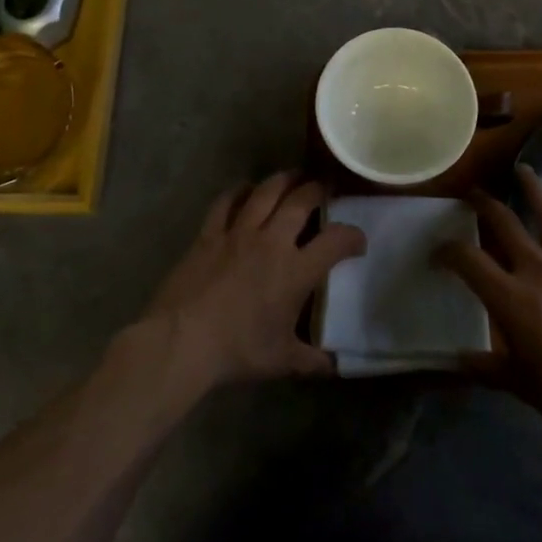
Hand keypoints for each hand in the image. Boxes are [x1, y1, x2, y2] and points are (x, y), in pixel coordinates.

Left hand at [138, 172, 365, 389]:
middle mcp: (271, 241)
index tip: (358, 241)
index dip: (353, 236)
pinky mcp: (209, 233)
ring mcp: (238, 232)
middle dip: (317, 190)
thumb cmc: (238, 350)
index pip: (336, 241)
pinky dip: (239, 191)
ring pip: (266, 193)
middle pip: (301, 201)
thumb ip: (311, 360)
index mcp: (296, 270)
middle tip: (325, 187)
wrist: (183, 340)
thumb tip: (334, 365)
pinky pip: (226, 202)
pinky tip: (245, 188)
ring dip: (283, 180)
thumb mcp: (282, 361)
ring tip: (293, 176)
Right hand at [438, 165, 541, 442]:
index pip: (468, 260)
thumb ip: (485, 367)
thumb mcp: (518, 383)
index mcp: (509, 297)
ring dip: (533, 189)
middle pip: (504, 224)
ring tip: (522, 170)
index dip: (448, 251)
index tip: (439, 251)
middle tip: (474, 194)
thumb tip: (455, 360)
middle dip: (484, 206)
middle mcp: (536, 269)